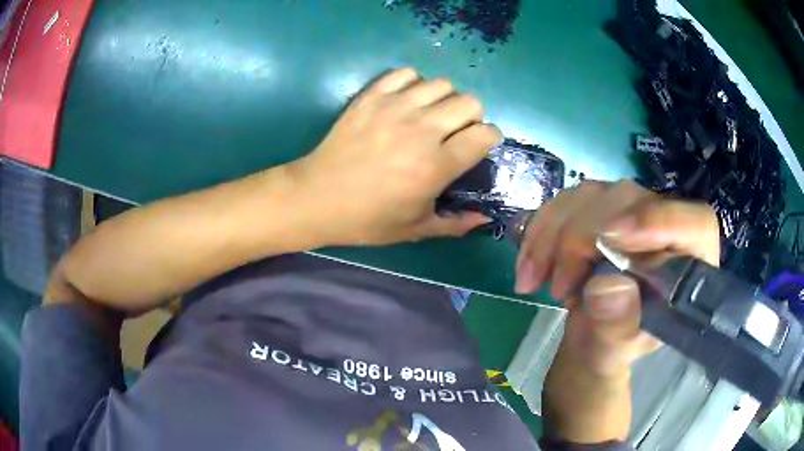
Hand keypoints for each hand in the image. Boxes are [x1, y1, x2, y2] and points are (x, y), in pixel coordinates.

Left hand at [289, 68, 501, 245]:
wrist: (318, 197)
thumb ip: (455, 224)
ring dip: (444, 99)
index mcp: (437, 165)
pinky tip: (405, 101)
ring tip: (429, 115)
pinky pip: (405, 73)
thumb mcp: (415, 229)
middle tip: (454, 131)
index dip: (489, 138)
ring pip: (441, 84)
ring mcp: (395, 107)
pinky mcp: (371, 96)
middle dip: (471, 116)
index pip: (485, 133)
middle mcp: (422, 129)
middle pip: (470, 102)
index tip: (478, 145)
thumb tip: (485, 219)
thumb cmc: (367, 218)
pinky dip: (413, 83)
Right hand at [517, 180, 719, 442]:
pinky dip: (540, 229)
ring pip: (592, 194)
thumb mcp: (615, 349)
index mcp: (689, 259)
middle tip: (559, 288)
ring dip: (553, 235)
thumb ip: (617, 327)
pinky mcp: (600, 206)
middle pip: (630, 200)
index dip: (659, 220)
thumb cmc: (614, 345)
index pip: (695, 222)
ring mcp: (630, 209)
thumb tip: (605, 288)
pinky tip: (529, 264)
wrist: (592, 334)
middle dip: (583, 239)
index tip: (611, 239)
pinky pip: (566, 200)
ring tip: (534, 281)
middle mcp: (664, 223)